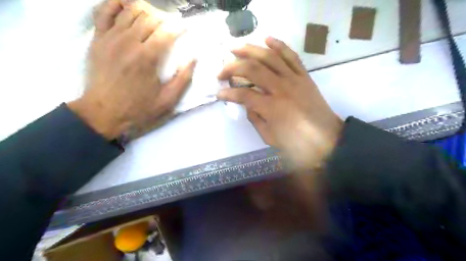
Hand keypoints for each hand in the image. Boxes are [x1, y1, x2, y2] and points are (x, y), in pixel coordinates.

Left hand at [67, 0, 194, 140]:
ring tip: (154, 21)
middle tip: (171, 28)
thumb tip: (193, 58)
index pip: (167, 31)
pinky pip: (105, 11)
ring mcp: (110, 37)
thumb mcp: (168, 100)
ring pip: (130, 10)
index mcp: (147, 58)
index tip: (186, 29)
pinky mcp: (98, 38)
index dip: (179, 27)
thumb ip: (183, 79)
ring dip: (146, 12)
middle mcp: (128, 42)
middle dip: (165, 19)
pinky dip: (117, 4)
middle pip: (150, 17)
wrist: (103, 113)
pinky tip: (126, 8)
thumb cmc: (138, 108)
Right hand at [218, 38, 340, 169]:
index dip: (228, 94)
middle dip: (233, 67)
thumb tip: (247, 103)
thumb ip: (255, 118)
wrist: (328, 141)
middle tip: (221, 71)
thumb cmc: (297, 145)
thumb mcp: (270, 137)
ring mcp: (295, 80)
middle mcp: (282, 89)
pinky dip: (279, 45)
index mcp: (272, 108)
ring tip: (236, 48)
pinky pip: (291, 56)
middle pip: (253, 69)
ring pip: (270, 57)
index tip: (219, 94)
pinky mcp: (305, 77)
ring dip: (250, 49)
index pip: (243, 95)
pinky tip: (267, 39)